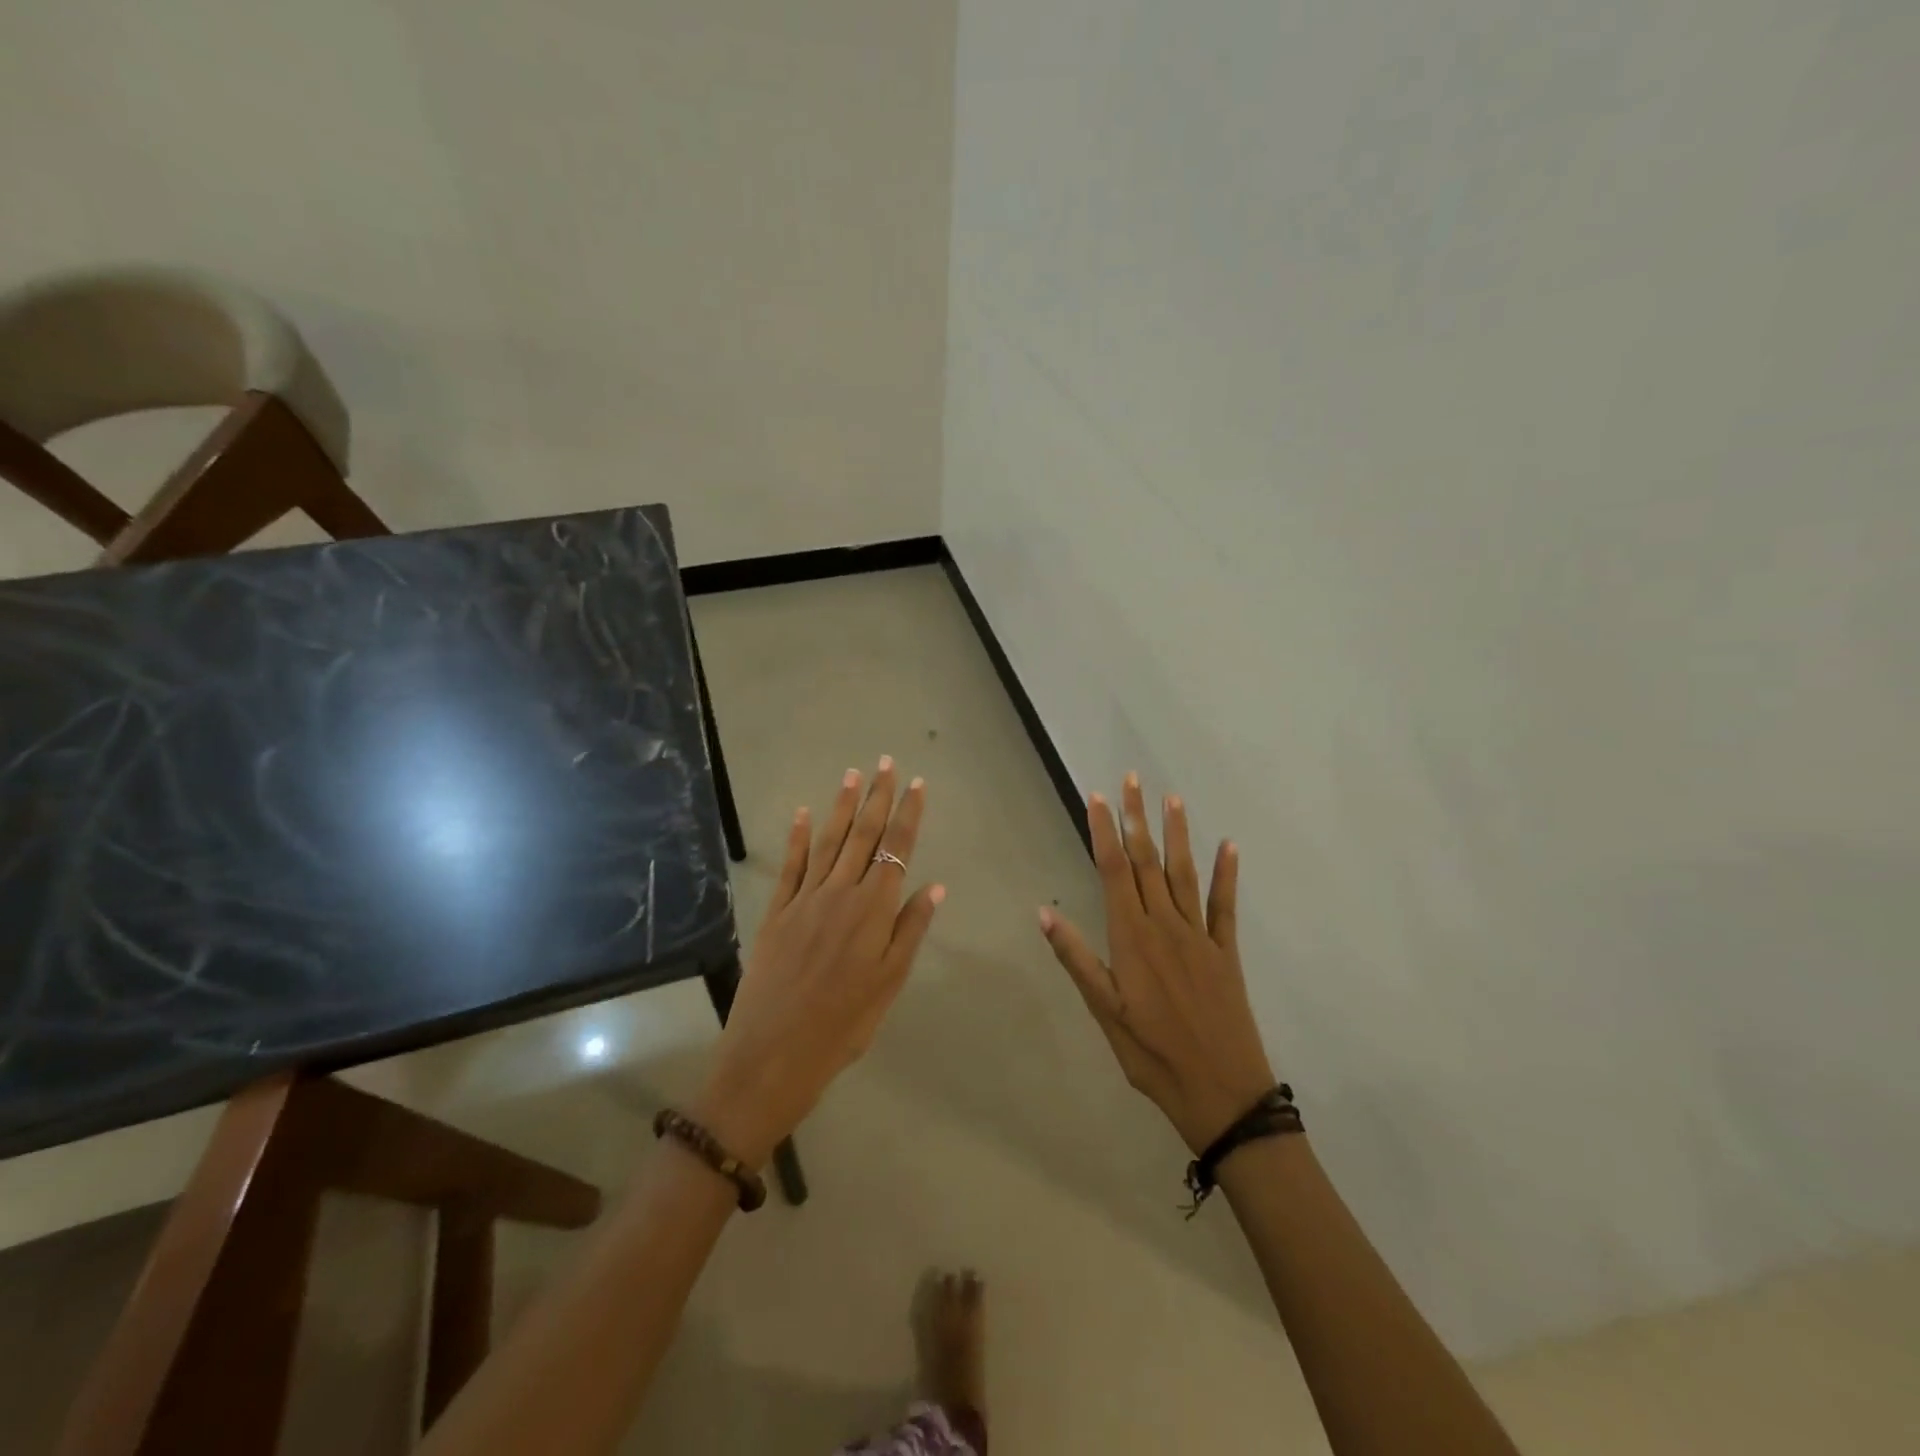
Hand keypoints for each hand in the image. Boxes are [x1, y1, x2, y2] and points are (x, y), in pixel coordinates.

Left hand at [698, 758, 942, 1166]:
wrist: (774, 1054)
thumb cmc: (844, 1024)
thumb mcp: (890, 983)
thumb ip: (911, 930)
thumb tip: (934, 885)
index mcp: (874, 910)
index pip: (897, 849)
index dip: (908, 814)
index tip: (916, 784)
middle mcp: (841, 893)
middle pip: (864, 836)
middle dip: (877, 797)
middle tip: (886, 762)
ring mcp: (805, 899)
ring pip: (829, 842)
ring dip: (842, 806)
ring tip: (853, 774)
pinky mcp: (777, 911)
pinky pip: (791, 866)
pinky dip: (799, 837)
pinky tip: (804, 813)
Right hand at [1039, 774, 1273, 1152]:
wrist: (1222, 1093)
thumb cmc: (1152, 1055)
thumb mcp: (1105, 1012)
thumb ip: (1077, 959)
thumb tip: (1044, 912)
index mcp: (1132, 938)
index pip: (1114, 872)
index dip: (1104, 833)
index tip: (1097, 798)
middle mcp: (1165, 926)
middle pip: (1148, 862)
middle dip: (1137, 819)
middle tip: (1132, 780)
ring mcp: (1199, 936)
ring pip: (1184, 874)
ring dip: (1177, 834)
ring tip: (1171, 799)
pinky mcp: (1226, 951)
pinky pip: (1225, 905)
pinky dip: (1226, 874)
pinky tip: (1229, 847)